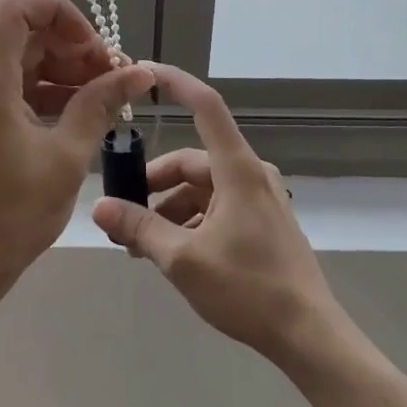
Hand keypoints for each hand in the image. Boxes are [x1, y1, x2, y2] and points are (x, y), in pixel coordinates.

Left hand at [0, 0, 153, 300]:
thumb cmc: (10, 216)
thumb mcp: (66, 157)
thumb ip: (100, 105)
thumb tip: (139, 73)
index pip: (15, 6)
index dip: (60, 12)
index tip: (95, 46)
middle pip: (23, 34)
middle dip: (72, 47)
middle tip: (114, 78)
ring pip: (18, 60)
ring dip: (62, 71)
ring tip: (105, 98)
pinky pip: (9, 86)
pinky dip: (44, 91)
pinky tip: (78, 114)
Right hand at [90, 62, 339, 361]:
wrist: (308, 334)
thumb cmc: (248, 288)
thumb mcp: (183, 260)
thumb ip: (139, 229)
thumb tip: (98, 208)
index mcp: (236, 169)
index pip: (205, 105)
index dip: (175, 82)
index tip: (145, 72)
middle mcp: (250, 173)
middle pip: (191, 161)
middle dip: (154, 185)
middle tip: (122, 215)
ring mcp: (259, 197)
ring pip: (201, 188)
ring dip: (169, 209)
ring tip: (141, 244)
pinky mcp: (262, 221)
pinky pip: (217, 206)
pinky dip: (190, 220)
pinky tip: (171, 252)